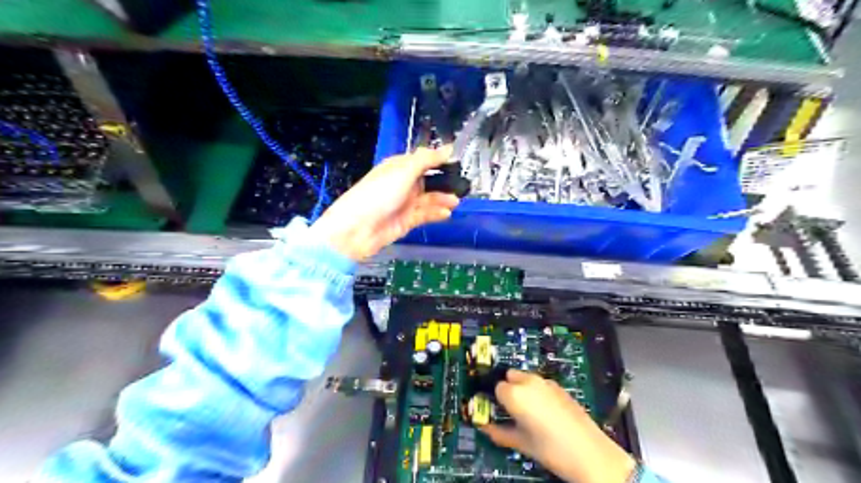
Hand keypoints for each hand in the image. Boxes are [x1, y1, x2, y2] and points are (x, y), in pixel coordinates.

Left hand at [307, 148, 455, 262]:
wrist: (357, 229)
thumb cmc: (378, 194)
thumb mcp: (403, 171)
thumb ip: (427, 159)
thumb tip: (449, 147)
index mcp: (399, 167)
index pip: (423, 160)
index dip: (439, 160)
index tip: (458, 162)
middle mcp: (403, 183)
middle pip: (428, 180)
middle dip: (444, 182)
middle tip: (463, 185)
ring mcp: (405, 203)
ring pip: (429, 198)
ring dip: (442, 199)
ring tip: (456, 201)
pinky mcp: (407, 221)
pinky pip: (425, 215)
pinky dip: (436, 214)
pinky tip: (447, 213)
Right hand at [481, 369, 633, 482]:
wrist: (590, 453)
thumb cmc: (552, 450)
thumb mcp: (521, 443)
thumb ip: (498, 432)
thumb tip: (485, 428)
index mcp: (515, 394)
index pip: (496, 387)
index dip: (496, 400)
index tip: (498, 410)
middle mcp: (529, 382)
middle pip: (510, 376)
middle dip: (508, 389)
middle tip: (512, 410)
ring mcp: (547, 383)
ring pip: (526, 378)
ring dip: (523, 388)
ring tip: (529, 412)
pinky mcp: (560, 387)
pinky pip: (541, 383)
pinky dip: (538, 391)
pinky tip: (544, 412)